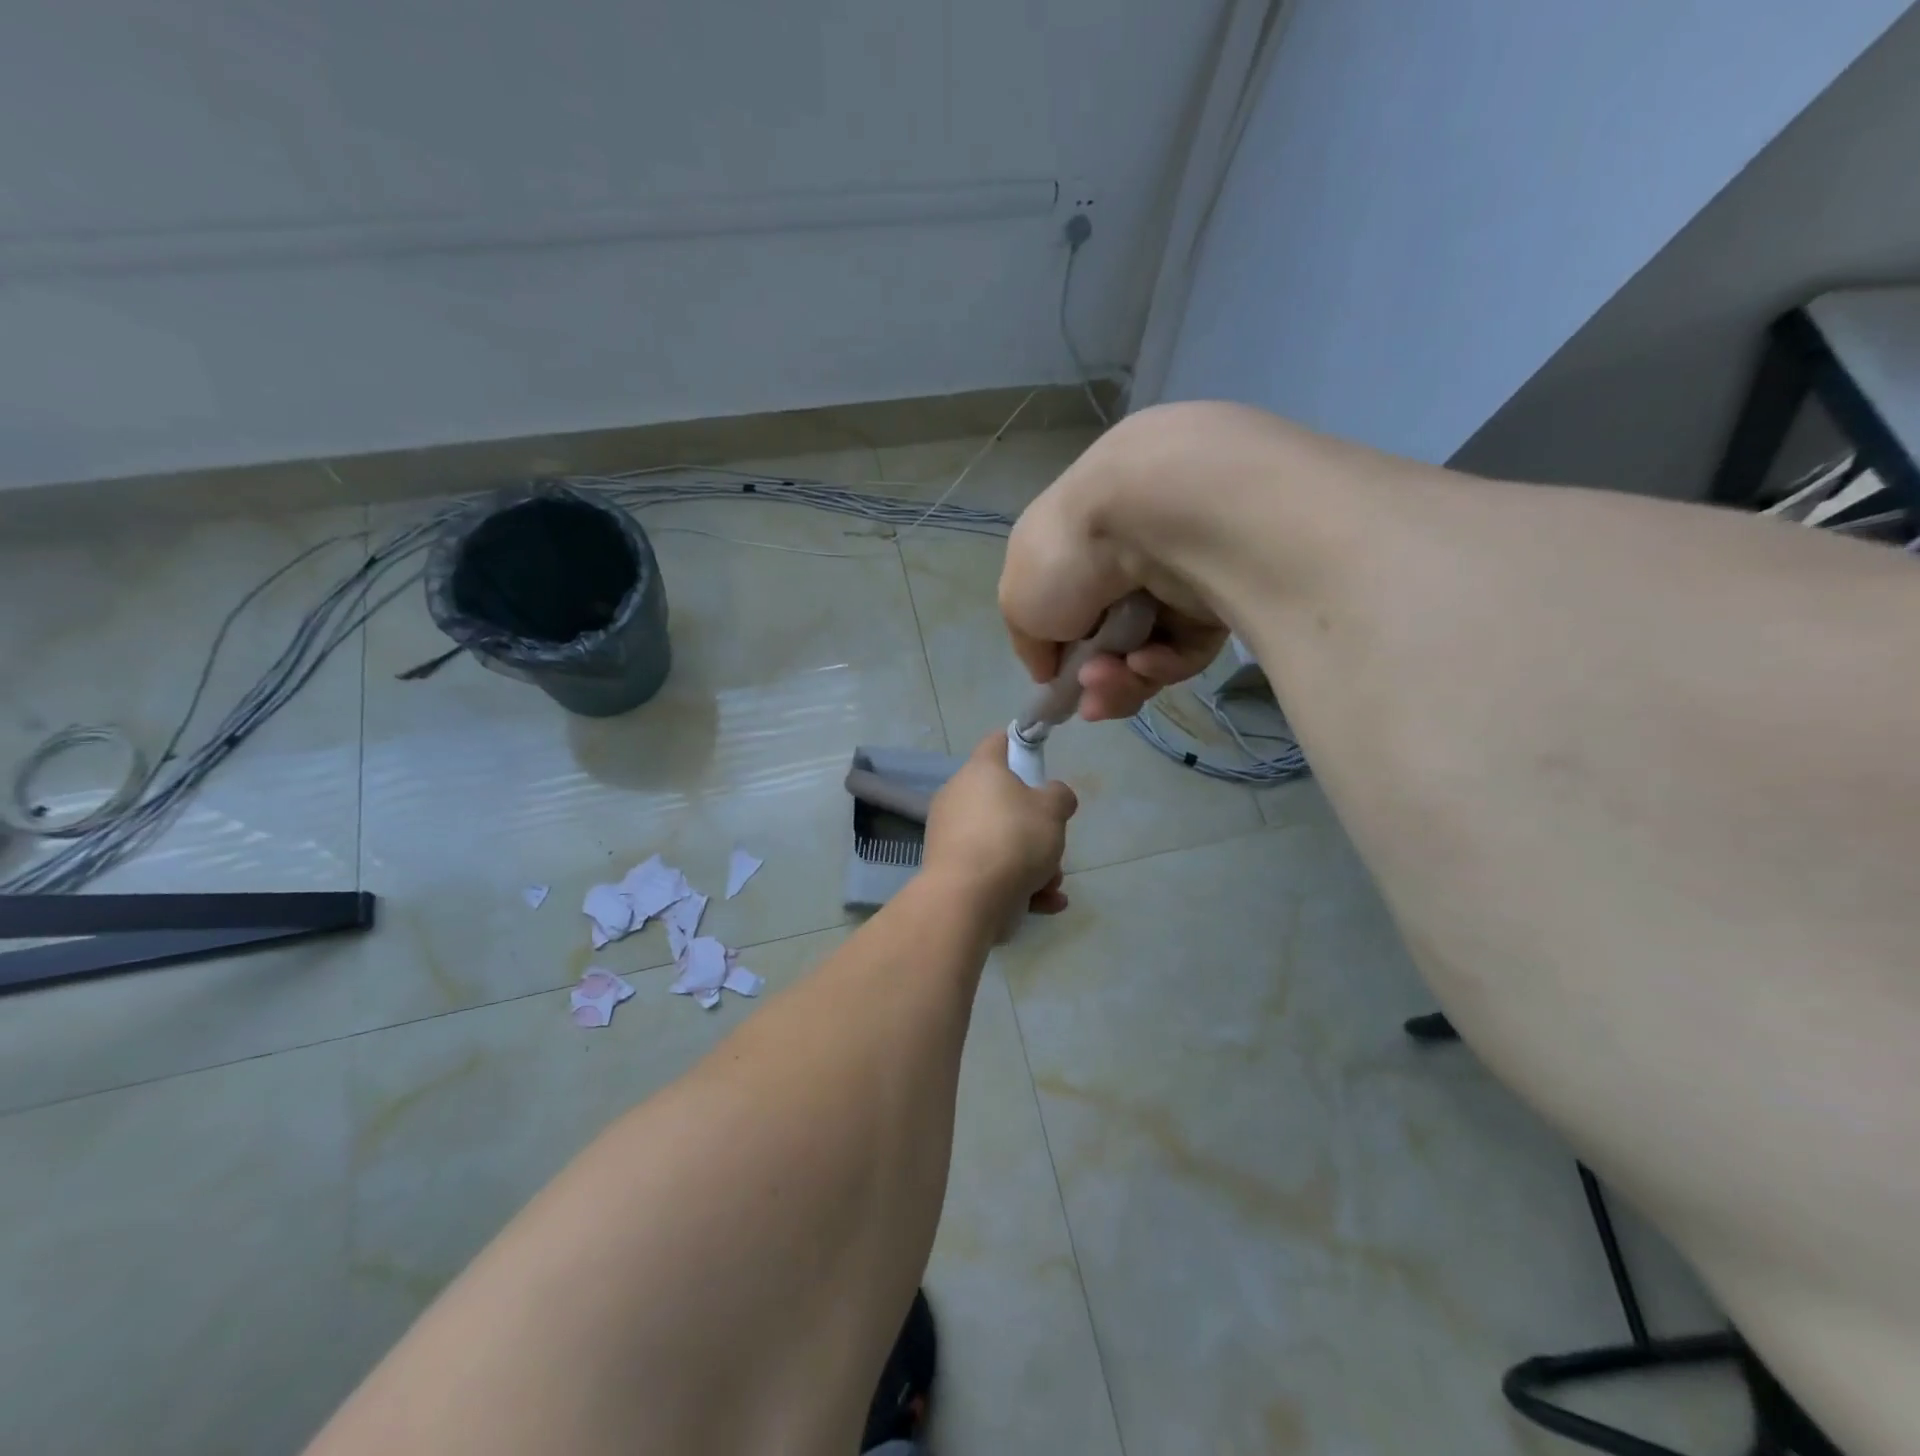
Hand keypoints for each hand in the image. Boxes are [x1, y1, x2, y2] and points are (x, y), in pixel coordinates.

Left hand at [923, 731, 1077, 921]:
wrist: (967, 900)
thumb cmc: (1013, 840)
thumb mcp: (1052, 811)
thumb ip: (1059, 796)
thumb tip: (1053, 795)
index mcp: (980, 771)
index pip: (998, 742)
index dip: (1019, 745)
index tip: (1038, 759)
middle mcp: (958, 797)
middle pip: (1004, 802)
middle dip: (1035, 827)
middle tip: (1053, 843)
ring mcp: (950, 835)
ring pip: (1001, 841)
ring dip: (1032, 863)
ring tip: (1052, 884)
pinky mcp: (950, 870)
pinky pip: (990, 869)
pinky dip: (1017, 885)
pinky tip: (1045, 903)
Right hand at [998, 417, 1228, 719]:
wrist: (1150, 519)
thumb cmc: (1068, 555)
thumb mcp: (1018, 603)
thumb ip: (1030, 642)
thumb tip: (1049, 670)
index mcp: (1076, 554)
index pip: (1071, 616)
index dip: (1064, 657)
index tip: (1059, 684)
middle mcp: (1124, 566)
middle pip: (1110, 646)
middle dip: (1095, 680)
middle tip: (1089, 698)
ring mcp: (1171, 585)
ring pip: (1146, 656)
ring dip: (1121, 681)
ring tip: (1110, 679)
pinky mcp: (1214, 603)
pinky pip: (1184, 652)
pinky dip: (1161, 665)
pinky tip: (1145, 662)